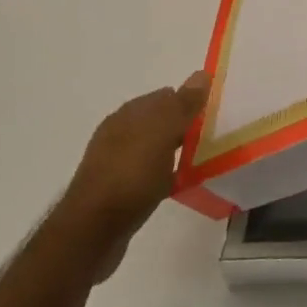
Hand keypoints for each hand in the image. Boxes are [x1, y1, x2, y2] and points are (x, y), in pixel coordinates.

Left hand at [58, 72, 209, 276]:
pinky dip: (167, 172)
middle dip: (184, 124)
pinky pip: (150, 172)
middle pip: (159, 121)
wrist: (92, 232)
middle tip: (213, 134)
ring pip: (155, 147)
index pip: (165, 96)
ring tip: (202, 157)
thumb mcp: (162, 134)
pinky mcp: (118, 190)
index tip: (214, 112)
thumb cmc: (130, 176)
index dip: (189, 101)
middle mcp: (119, 134)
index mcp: (127, 115)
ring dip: (176, 149)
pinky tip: (180, 182)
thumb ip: (183, 105)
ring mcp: (116, 163)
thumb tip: (201, 74)